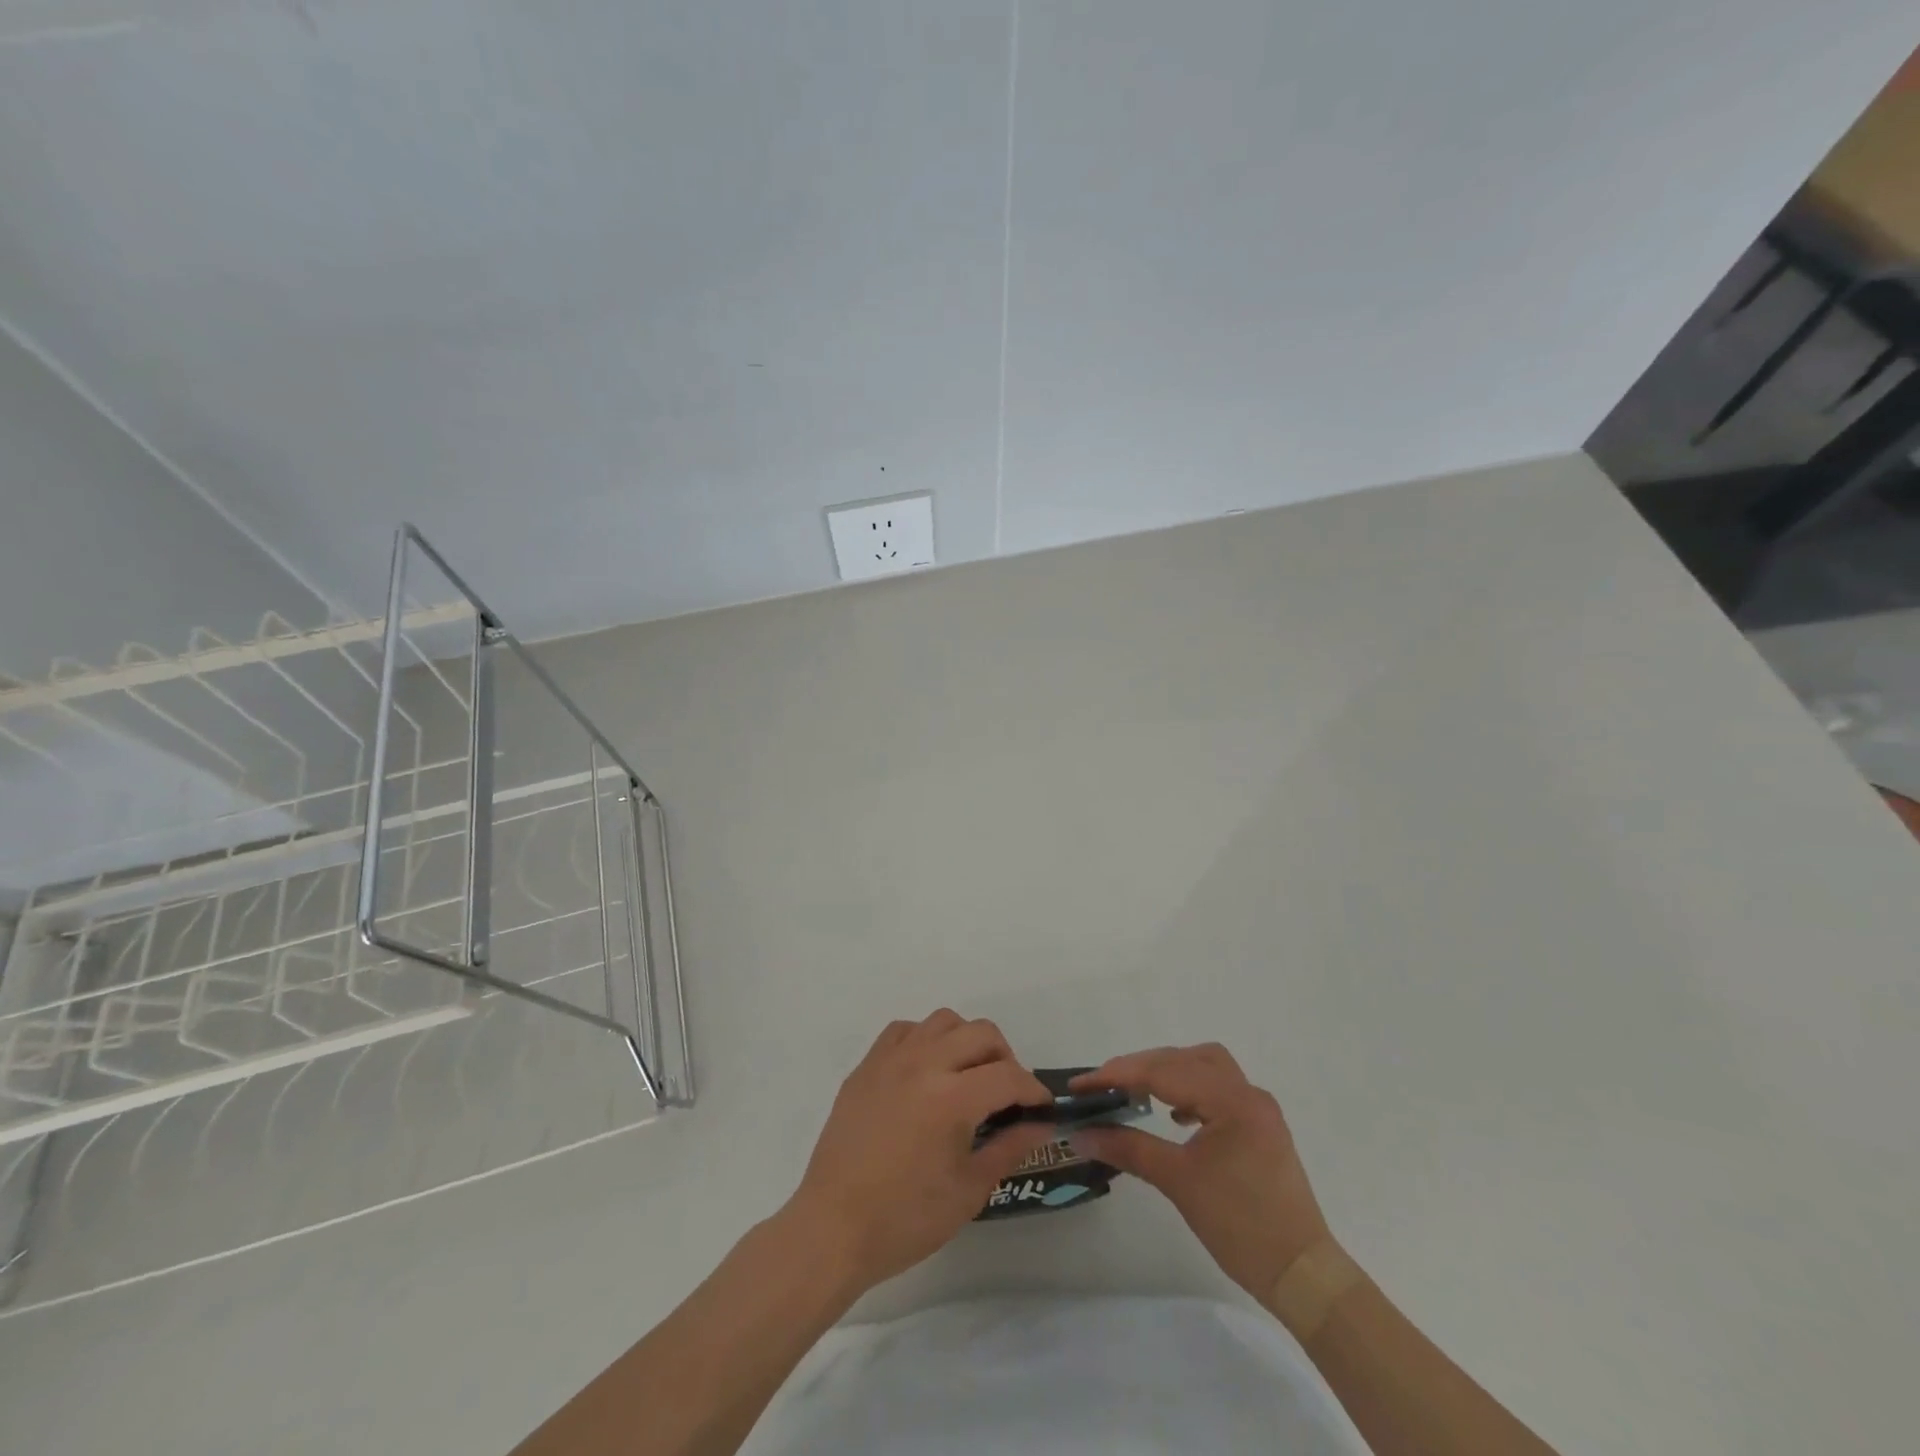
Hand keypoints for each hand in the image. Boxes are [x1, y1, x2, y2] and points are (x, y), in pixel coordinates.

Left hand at [784, 1010, 1055, 1296]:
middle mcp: (923, 1064)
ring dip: (966, 1041)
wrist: (833, 1229)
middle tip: (1007, 1094)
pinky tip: (926, 1072)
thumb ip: (1008, 1147)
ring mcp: (890, 1060)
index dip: (1033, 1090)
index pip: (1008, 1076)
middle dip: (1005, 1058)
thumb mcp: (968, 1191)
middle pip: (981, 1033)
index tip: (1041, 1108)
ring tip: (967, 1077)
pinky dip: (925, 1040)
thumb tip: (1040, 1124)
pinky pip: (904, 1031)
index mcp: (951, 1098)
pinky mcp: (866, 1066)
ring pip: (943, 1021)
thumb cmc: (905, 1220)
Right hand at [1070, 1044, 1331, 1303]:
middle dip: (1141, 1067)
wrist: (1303, 1276)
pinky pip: (1219, 1089)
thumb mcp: (1178, 1182)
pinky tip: (1175, 1116)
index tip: (1082, 1085)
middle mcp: (1248, 1093)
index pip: (1164, 1072)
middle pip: (1185, 1059)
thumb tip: (1082, 1134)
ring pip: (1205, 1067)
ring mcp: (1258, 1110)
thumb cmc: (1241, 1226)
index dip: (1119, 1074)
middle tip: (1104, 1086)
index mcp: (1232, 1100)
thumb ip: (1128, 1149)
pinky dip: (1190, 1090)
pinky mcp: (1261, 1128)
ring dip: (1168, 1072)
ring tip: (1136, 1091)